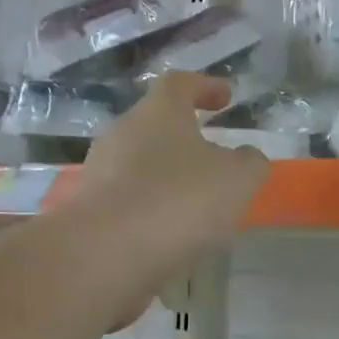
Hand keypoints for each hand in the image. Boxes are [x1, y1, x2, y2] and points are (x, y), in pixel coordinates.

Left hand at [75, 72, 269, 315]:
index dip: (205, 86)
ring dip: (167, 177)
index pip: (180, 84)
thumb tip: (246, 158)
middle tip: (214, 158)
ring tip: (196, 203)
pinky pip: (128, 200)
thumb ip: (250, 163)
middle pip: (156, 125)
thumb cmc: (178, 201)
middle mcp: (122, 133)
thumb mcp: (237, 180)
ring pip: (140, 164)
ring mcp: (99, 172)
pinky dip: (151, 208)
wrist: (105, 255)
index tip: (226, 98)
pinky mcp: (88, 210)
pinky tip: (170, 233)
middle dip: (186, 138)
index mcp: (158, 112)